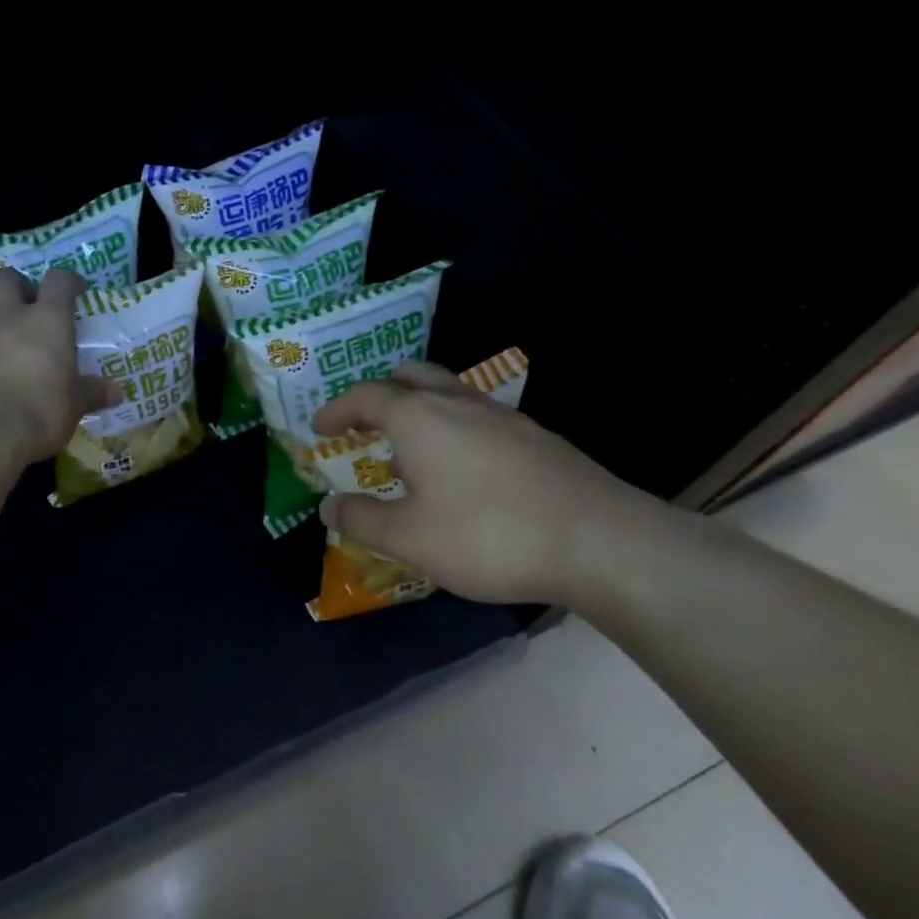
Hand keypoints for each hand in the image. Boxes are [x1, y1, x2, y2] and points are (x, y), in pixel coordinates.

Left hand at [0, 268, 119, 466]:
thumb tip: (116, 393)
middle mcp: (10, 320)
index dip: (68, 281)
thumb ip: (93, 393)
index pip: (58, 281)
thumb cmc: (41, 411)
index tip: (77, 292)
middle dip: (18, 285)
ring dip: (4, 329)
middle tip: (33, 306)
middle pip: (6, 279)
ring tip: (19, 360)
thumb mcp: (75, 405)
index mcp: (47, 321)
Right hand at [313, 363, 681, 606]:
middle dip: (380, 394)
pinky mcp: (536, 436)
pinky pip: (477, 417)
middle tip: (363, 424)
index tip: (319, 428)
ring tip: (409, 456)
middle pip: (411, 376)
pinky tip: (461, 474)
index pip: (365, 396)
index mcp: (419, 417)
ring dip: (418, 412)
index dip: (336, 410)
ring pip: (449, 393)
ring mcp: (502, 416)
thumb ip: (361, 519)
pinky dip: (452, 429)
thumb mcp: (408, 539)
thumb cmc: (487, 535)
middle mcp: (458, 402)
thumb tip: (328, 507)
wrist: (598, 541)